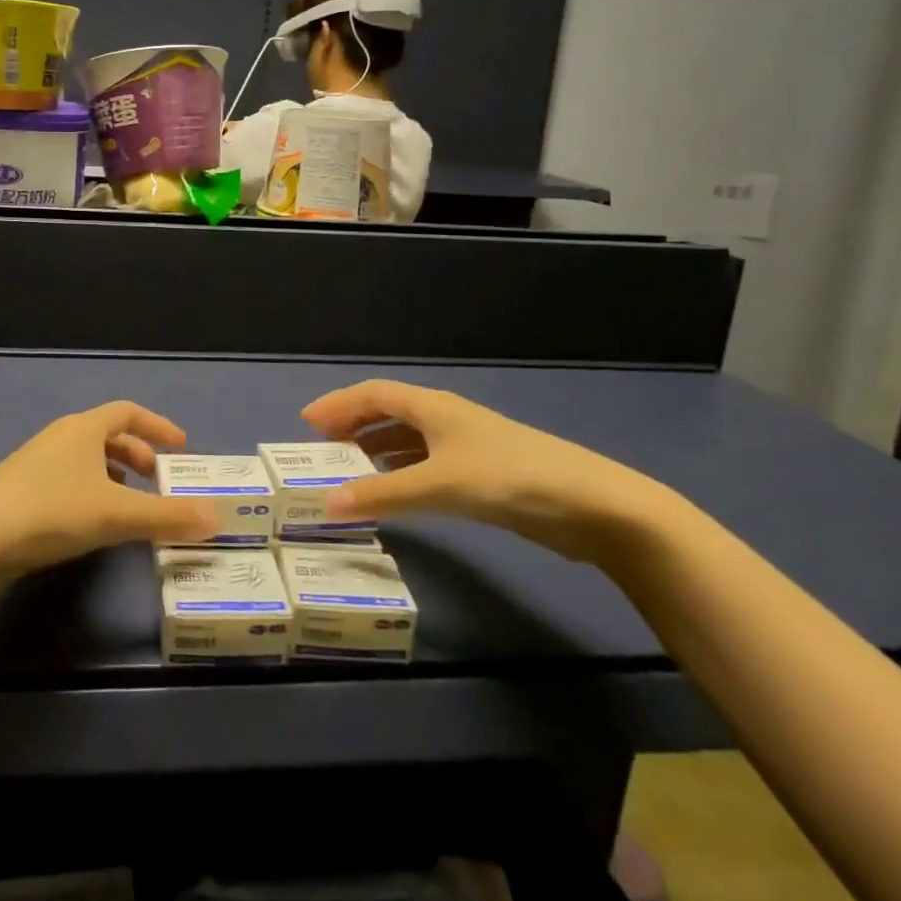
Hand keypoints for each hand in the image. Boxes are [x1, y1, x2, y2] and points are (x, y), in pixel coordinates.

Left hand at [0, 402, 218, 577]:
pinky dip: (94, 495)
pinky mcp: (23, 493)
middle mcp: (61, 438)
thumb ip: (166, 516)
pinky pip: (71, 482)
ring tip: (135, 509)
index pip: (128, 412)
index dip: (158, 426)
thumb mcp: (114, 514)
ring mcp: (38, 465)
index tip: (182, 448)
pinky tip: (96, 527)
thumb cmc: (49, 512)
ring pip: (88, 462)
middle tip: (162, 484)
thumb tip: (217, 518)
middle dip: (139, 456)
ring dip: (116, 479)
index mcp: (84, 428)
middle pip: (109, 436)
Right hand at [303, 379, 673, 563]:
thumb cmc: (510, 478)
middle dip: (354, 426)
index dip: (339, 405)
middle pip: (389, 412)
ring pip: (409, 440)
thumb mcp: (440, 485)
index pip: (374, 394)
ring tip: (348, 472)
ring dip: (376, 451)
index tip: (307, 423)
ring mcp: (466, 446)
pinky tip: (395, 493)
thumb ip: (383, 495)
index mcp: (432, 406)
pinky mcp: (483, 474)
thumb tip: (326, 504)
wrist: (593, 506)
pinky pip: (427, 465)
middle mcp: (445, 418)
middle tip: (322, 449)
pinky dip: (402, 473)